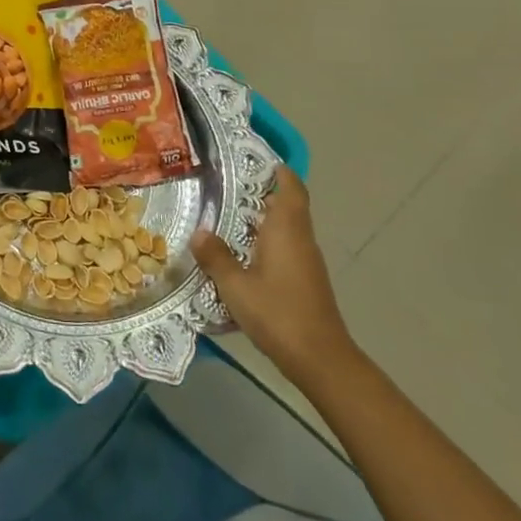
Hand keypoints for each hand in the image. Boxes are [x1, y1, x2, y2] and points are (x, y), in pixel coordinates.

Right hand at [191, 166, 356, 388]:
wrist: (321, 359)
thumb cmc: (278, 313)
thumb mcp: (235, 286)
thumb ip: (216, 257)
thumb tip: (200, 232)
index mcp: (286, 229)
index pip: (290, 186)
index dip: (277, 170)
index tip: (254, 161)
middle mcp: (300, 238)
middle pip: (288, 205)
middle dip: (262, 194)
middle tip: (227, 189)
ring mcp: (307, 261)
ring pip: (287, 228)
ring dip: (263, 220)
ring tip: (227, 219)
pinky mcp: (306, 280)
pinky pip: (287, 248)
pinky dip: (267, 242)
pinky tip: (242, 255)